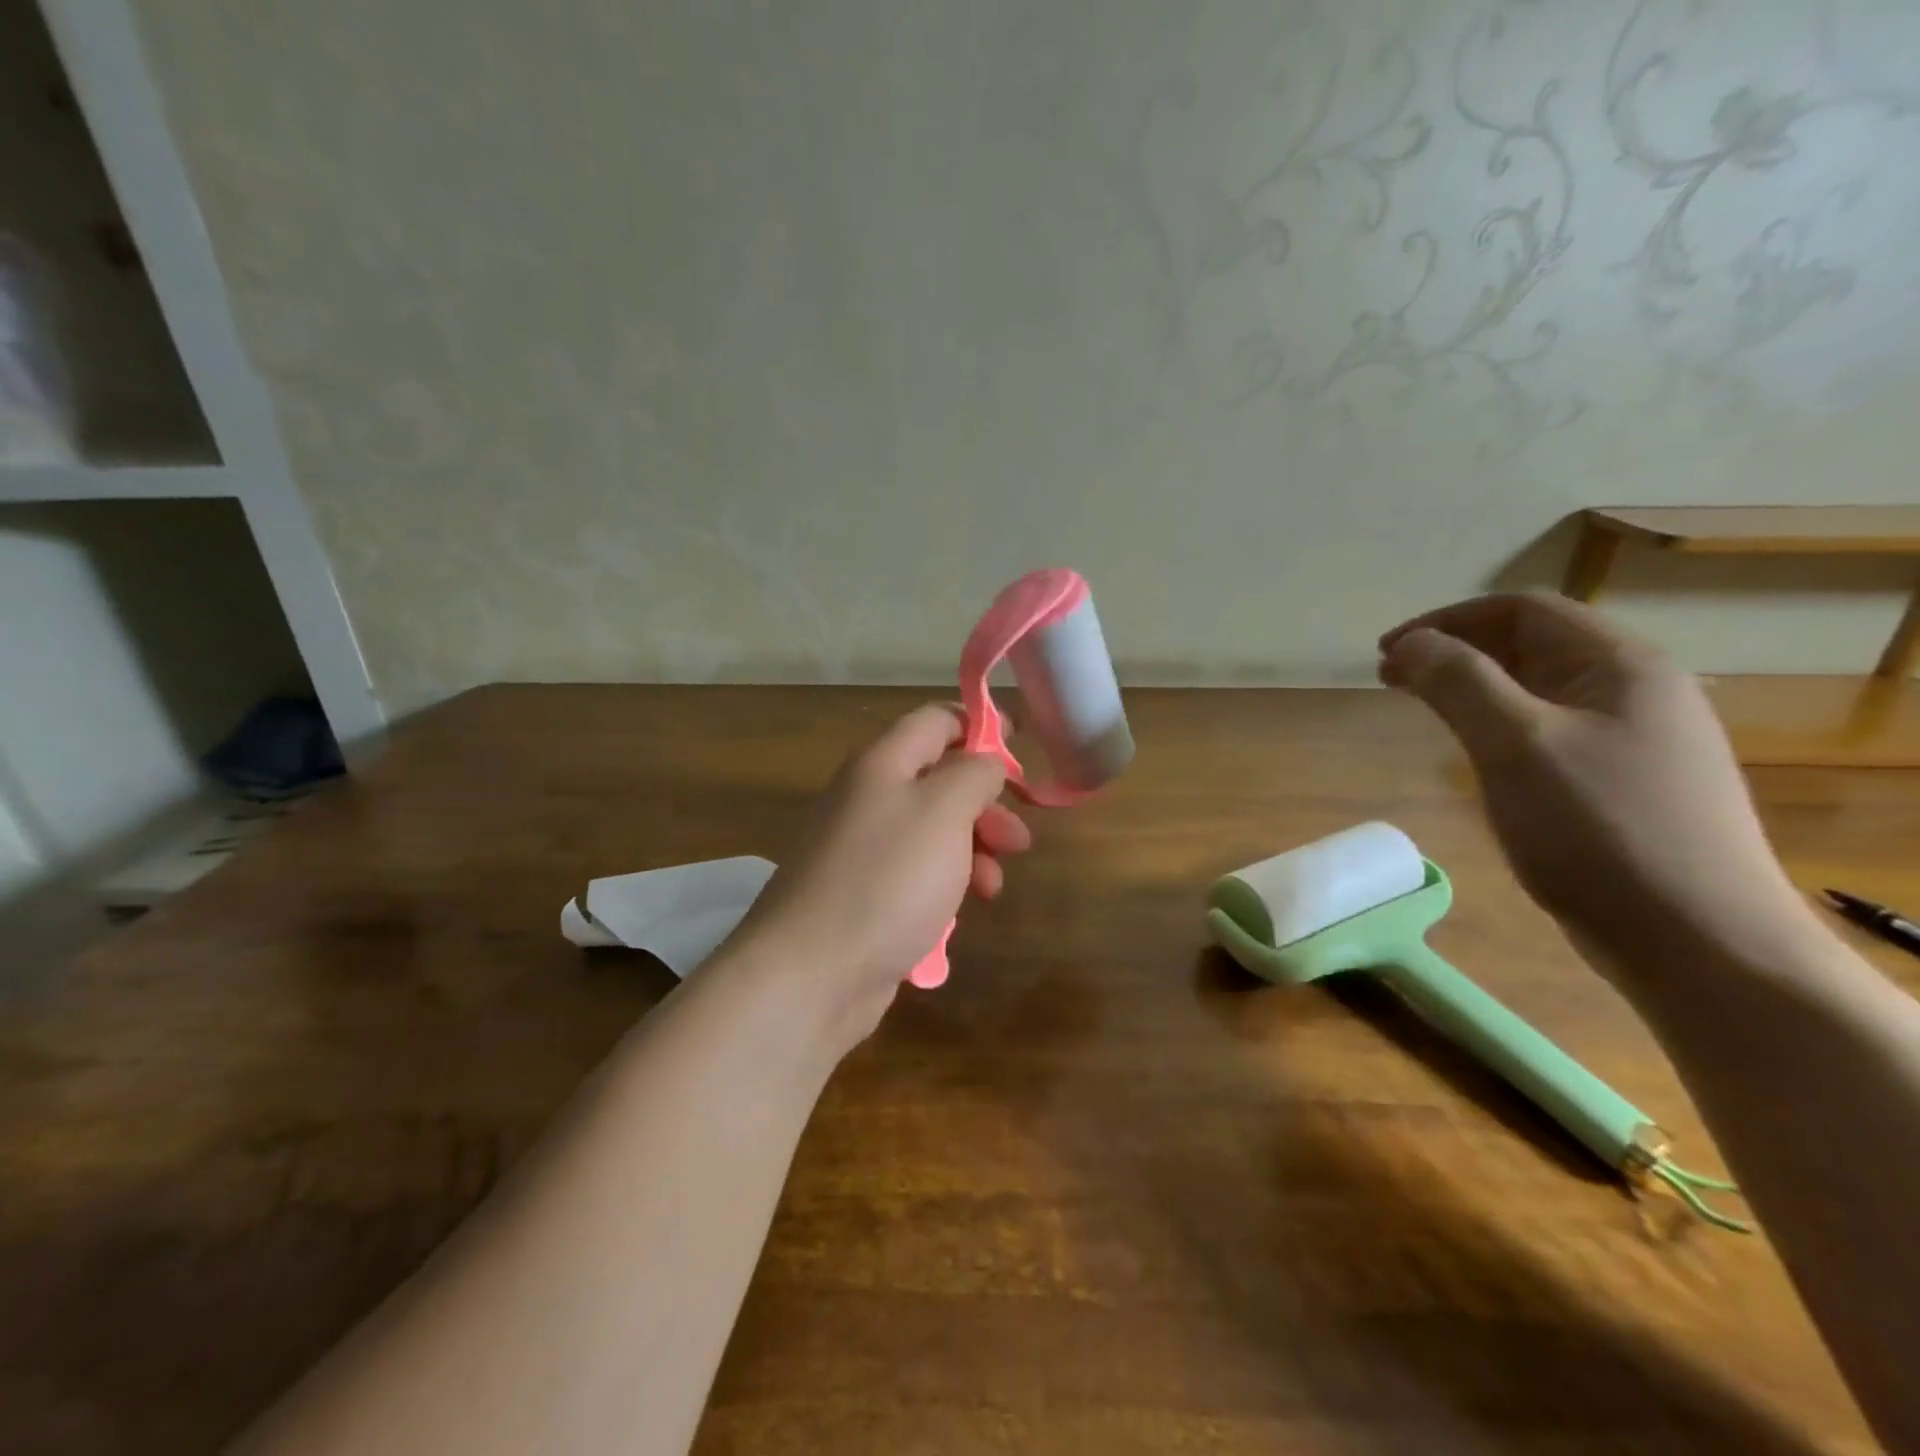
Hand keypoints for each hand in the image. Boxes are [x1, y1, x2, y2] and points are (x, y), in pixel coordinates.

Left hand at [729, 703, 1030, 1040]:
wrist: (810, 974)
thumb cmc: (887, 880)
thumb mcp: (944, 811)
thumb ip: (974, 774)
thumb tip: (985, 762)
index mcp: (882, 764)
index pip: (936, 720)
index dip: (981, 724)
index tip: (1022, 743)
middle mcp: (868, 798)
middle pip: (939, 779)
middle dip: (986, 804)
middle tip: (1018, 840)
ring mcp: (862, 849)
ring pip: (932, 832)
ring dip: (972, 850)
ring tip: (992, 887)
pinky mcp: (864, 895)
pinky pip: (916, 874)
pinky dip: (945, 884)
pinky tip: (959, 913)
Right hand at [1379, 593, 1809, 978]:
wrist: (1699, 942)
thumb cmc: (1601, 831)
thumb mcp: (1516, 746)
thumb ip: (1458, 683)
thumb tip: (1409, 644)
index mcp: (1620, 666)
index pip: (1522, 611)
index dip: (1446, 621)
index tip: (1387, 652)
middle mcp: (1634, 690)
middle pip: (1531, 644)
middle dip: (1454, 651)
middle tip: (1392, 679)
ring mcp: (1634, 739)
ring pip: (1537, 689)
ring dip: (1473, 687)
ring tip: (1424, 708)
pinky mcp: (1622, 782)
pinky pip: (1548, 730)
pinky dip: (1497, 723)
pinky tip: (1477, 752)